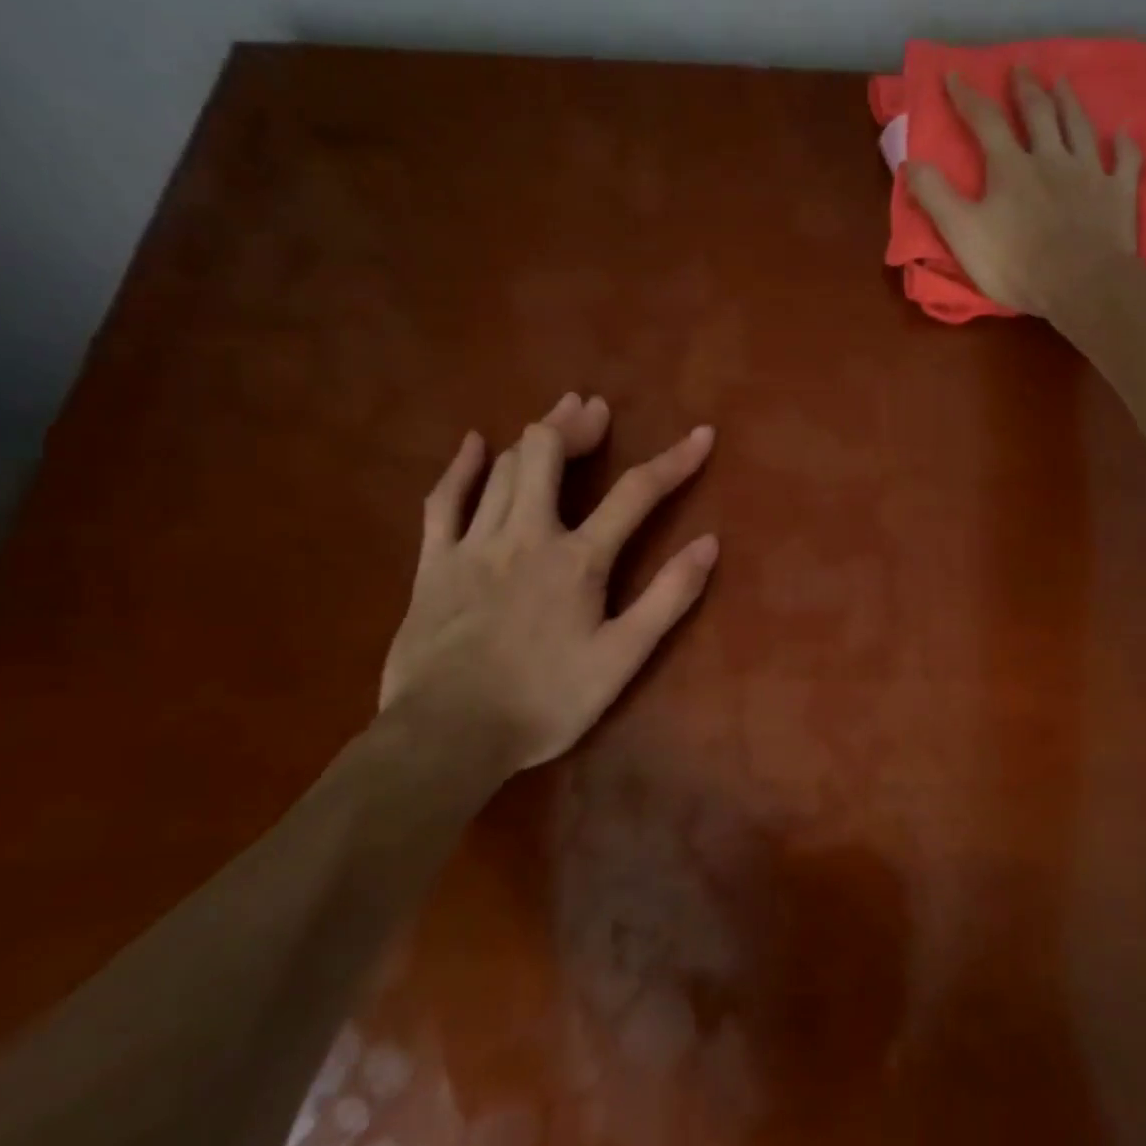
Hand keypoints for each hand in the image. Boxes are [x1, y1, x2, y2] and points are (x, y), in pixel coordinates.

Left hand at [379, 392, 718, 768]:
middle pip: (549, 455)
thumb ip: (667, 598)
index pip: (637, 494)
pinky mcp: (435, 563)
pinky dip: (461, 467)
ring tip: (557, 415)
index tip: (702, 434)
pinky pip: (444, 500)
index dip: (674, 460)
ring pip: (502, 468)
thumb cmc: (545, 700)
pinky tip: (473, 443)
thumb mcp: (623, 658)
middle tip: (597, 411)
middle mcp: (527, 535)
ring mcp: (475, 544)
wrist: (448, 735)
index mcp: (578, 559)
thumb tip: (709, 544)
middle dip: (578, 426)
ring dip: (534, 435)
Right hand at [909, 67, 1142, 317]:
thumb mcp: (962, 233)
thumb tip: (910, 162)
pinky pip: (1125, 161)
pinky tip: (1124, 133)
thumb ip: (936, 197)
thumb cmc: (1016, 263)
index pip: (985, 122)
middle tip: (1021, 66)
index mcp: (1011, 167)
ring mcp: (1090, 173)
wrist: (1081, 284)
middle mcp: (1051, 158)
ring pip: (1079, 127)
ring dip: (1070, 102)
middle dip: (1025, 89)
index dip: (967, 97)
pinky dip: (1124, 145)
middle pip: (1038, 114)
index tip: (954, 75)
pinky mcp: (1118, 194)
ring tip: (1063, 82)